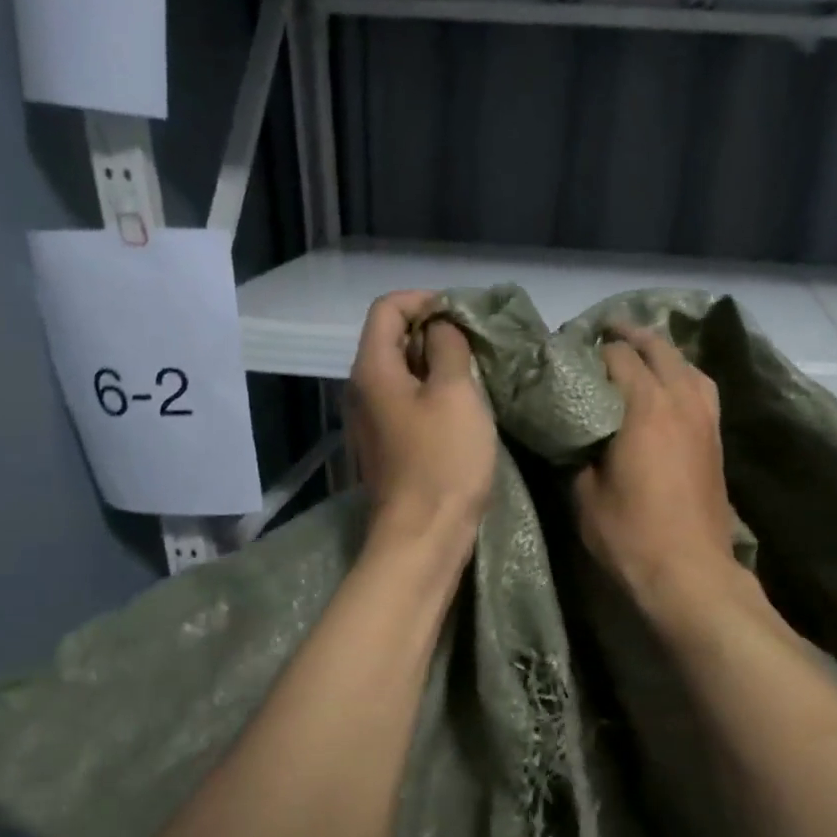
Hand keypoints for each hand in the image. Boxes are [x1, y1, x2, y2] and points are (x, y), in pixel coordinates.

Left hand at [346, 292, 495, 561]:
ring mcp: (371, 420)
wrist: (424, 535)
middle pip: (391, 338)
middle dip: (433, 332)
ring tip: (475, 374)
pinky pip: (406, 403)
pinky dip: (432, 394)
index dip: (424, 300)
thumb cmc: (443, 460)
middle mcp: (361, 389)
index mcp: (372, 369)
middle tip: (476, 344)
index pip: (387, 308)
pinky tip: (462, 409)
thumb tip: (442, 326)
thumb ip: (448, 348)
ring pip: (401, 372)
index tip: (463, 316)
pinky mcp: (387, 446)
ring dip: (436, 365)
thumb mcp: (456, 393)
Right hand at [573, 327, 738, 598]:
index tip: (569, 354)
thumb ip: (576, 450)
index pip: (617, 356)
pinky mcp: (717, 438)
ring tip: (639, 352)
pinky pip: (701, 388)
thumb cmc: (631, 535)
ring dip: (661, 352)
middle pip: (658, 348)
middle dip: (629, 335)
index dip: (591, 349)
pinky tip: (670, 386)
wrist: (691, 574)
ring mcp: (705, 418)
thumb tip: (572, 427)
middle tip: (603, 332)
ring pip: (686, 364)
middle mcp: (680, 400)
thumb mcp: (584, 494)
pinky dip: (683, 375)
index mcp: (645, 406)